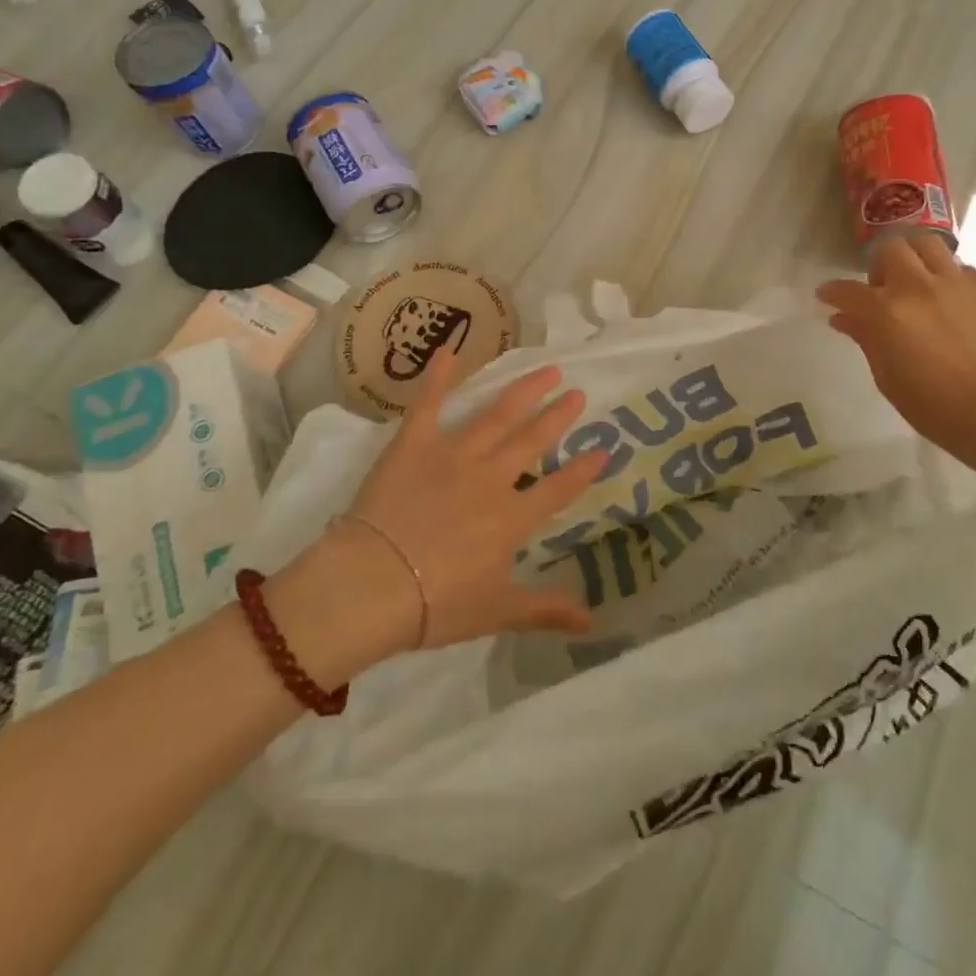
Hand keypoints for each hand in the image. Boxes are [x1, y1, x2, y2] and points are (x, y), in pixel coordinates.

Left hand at [276, 350, 606, 669]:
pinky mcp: (413, 444)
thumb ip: (546, 610)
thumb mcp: (498, 612)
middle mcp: (490, 478)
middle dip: (558, 416)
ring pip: (496, 416)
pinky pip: (428, 404)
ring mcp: (452, 455)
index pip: (557, 490)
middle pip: (532, 441)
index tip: (604, 449)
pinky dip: (439, 377)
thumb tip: (594, 624)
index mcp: (511, 518)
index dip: (583, 470)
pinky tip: (451, 351)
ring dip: (523, 391)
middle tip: (578, 393)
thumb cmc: (435, 605)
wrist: (371, 585)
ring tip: (547, 369)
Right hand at [816, 234, 975, 472]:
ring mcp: (961, 285)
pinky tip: (951, 303)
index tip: (826, 296)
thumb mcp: (888, 378)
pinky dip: (949, 279)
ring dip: (914, 259)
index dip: (832, 291)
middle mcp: (921, 287)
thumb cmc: (935, 407)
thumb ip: (865, 339)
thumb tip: (842, 318)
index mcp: (889, 313)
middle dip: (878, 265)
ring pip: (929, 245)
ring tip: (917, 283)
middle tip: (882, 289)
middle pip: (891, 248)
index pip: (848, 290)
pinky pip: (963, 270)